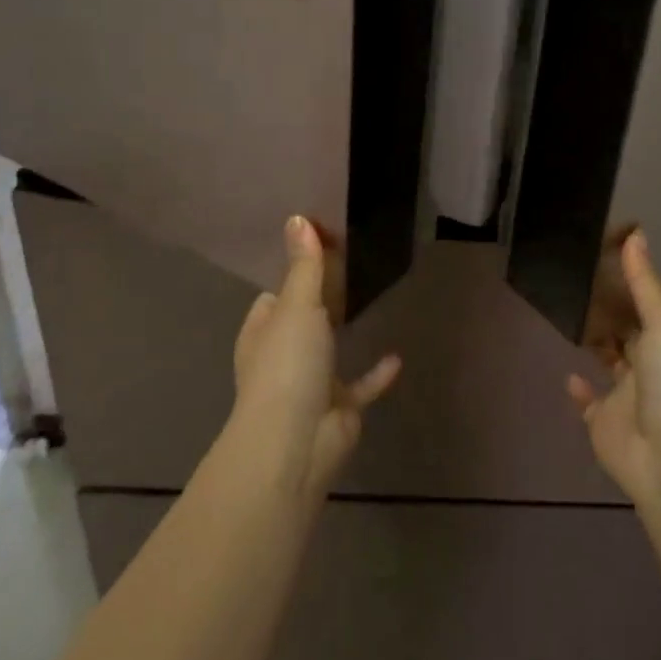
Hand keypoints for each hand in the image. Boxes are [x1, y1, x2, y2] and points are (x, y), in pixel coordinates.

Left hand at [230, 215, 400, 499]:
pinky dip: (376, 374)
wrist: (297, 441)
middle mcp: (282, 356)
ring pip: (329, 352)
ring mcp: (310, 384)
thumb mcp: (297, 306)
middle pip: (304, 320)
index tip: (323, 249)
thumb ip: (304, 266)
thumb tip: (298, 218)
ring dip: (344, 335)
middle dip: (322, 300)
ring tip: (371, 303)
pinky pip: (361, 386)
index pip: (274, 297)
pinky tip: (397, 356)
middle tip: (353, 267)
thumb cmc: (288, 365)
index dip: (294, 273)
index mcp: (263, 332)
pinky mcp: (339, 409)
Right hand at [567, 231, 660, 513]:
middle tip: (571, 281)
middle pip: (623, 331)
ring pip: (606, 362)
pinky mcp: (602, 423)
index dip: (625, 282)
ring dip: (593, 343)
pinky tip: (566, 374)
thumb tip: (635, 233)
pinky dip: (579, 389)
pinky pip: (588, 403)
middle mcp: (645, 365)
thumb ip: (645, 284)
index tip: (599, 254)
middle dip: (605, 310)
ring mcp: (623, 396)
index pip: (642, 304)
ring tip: (565, 317)